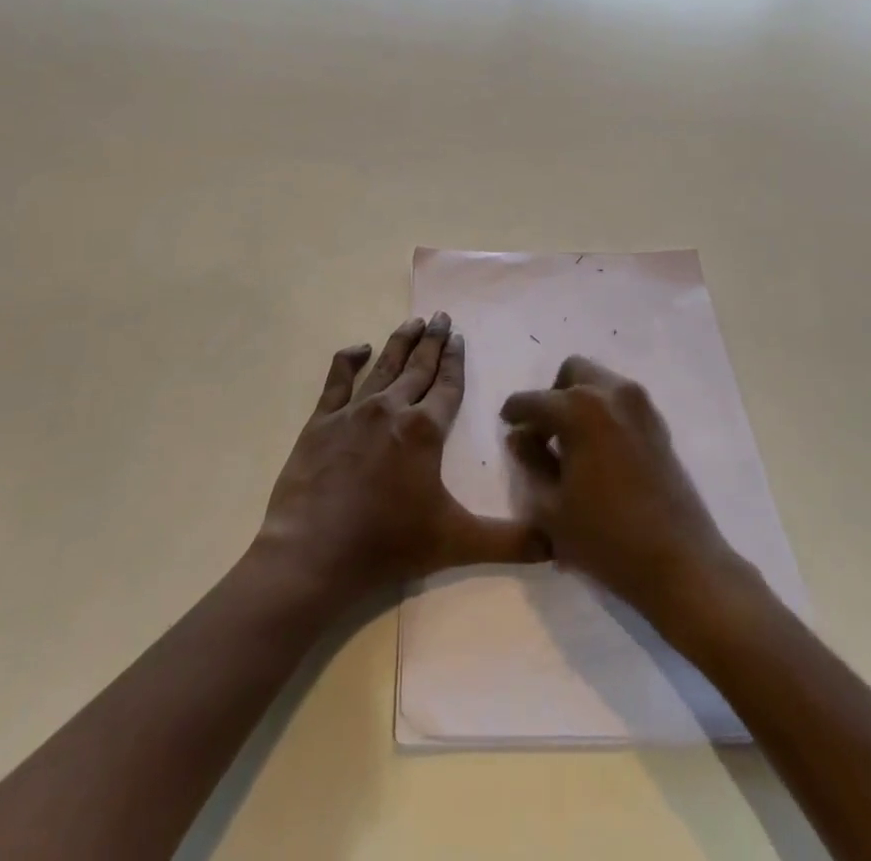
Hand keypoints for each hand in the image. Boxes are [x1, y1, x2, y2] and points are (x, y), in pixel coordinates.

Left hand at [255, 313, 542, 611]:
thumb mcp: (456, 543)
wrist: (313, 553)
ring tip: (414, 321)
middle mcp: (392, 409)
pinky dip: (349, 360)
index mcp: (425, 430)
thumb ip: (509, 541)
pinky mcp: (321, 421)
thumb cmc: (388, 544)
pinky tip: (360, 348)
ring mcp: (354, 411)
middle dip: (434, 341)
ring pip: (385, 366)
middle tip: (442, 316)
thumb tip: (556, 544)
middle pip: (419, 367)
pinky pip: (337, 380)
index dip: (456, 360)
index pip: (448, 386)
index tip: (460, 336)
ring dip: (401, 341)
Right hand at [501, 356, 743, 633]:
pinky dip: (603, 413)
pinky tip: (598, 453)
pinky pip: (620, 401)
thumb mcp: (551, 507)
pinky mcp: (659, 425)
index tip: (506, 426)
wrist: (681, 564)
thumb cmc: (606, 538)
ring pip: (599, 382)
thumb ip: (530, 461)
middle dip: (552, 395)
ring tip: (572, 445)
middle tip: (544, 433)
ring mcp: (640, 406)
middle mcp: (611, 393)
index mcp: (579, 409)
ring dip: (579, 401)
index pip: (533, 400)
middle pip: (572, 372)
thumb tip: (520, 436)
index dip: (514, 413)